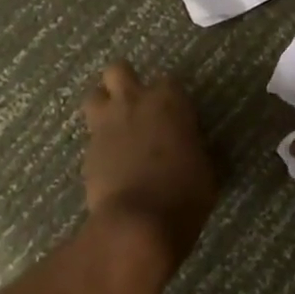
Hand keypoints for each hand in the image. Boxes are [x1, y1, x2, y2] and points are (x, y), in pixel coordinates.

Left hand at [81, 62, 217, 268]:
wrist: (138, 222)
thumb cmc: (185, 192)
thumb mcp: (207, 169)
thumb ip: (197, 148)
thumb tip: (195, 148)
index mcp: (168, 100)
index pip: (169, 83)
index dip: (171, 100)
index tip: (178, 119)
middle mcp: (133, 102)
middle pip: (118, 71)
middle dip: (125, 84)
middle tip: (138, 108)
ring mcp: (105, 125)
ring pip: (94, 96)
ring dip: (104, 107)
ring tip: (116, 129)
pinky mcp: (87, 152)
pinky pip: (91, 137)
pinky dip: (100, 146)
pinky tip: (111, 165)